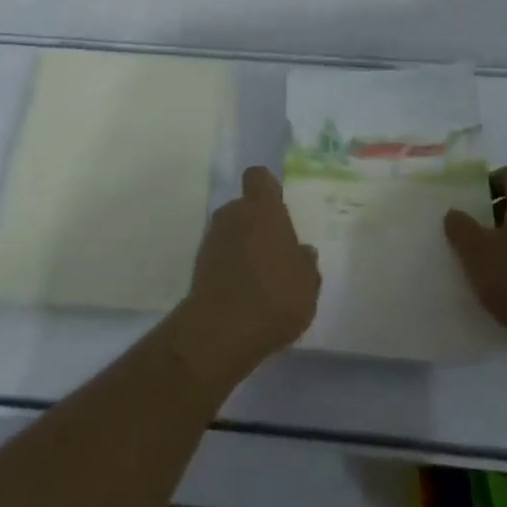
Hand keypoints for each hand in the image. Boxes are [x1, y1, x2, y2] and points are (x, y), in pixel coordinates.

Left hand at [173, 168, 320, 386]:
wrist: (221, 329)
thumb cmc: (274, 295)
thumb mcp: (307, 283)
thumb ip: (306, 263)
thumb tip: (302, 251)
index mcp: (262, 208)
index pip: (259, 177)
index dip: (268, 188)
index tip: (279, 207)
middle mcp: (233, 214)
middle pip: (244, 207)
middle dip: (257, 223)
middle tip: (275, 250)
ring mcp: (212, 238)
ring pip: (231, 231)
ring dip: (243, 245)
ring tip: (261, 277)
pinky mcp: (198, 264)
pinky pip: (220, 255)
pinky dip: (230, 266)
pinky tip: (244, 293)